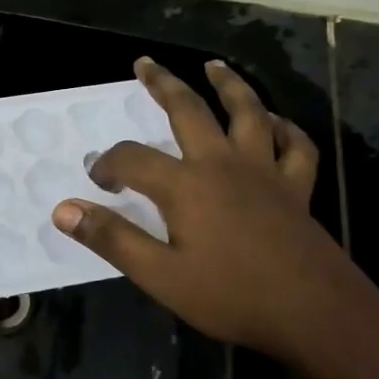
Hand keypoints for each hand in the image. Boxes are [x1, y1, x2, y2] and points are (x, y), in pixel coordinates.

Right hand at [53, 58, 378, 367]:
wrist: (315, 314)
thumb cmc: (232, 295)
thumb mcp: (160, 275)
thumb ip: (112, 238)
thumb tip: (63, 210)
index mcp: (186, 184)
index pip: (132, 159)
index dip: (108, 164)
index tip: (98, 181)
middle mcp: (223, 163)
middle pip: (188, 110)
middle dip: (163, 84)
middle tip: (145, 63)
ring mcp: (265, 171)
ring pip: (248, 112)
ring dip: (229, 85)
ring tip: (214, 66)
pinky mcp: (296, 187)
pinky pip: (294, 146)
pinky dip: (285, 128)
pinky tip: (275, 122)